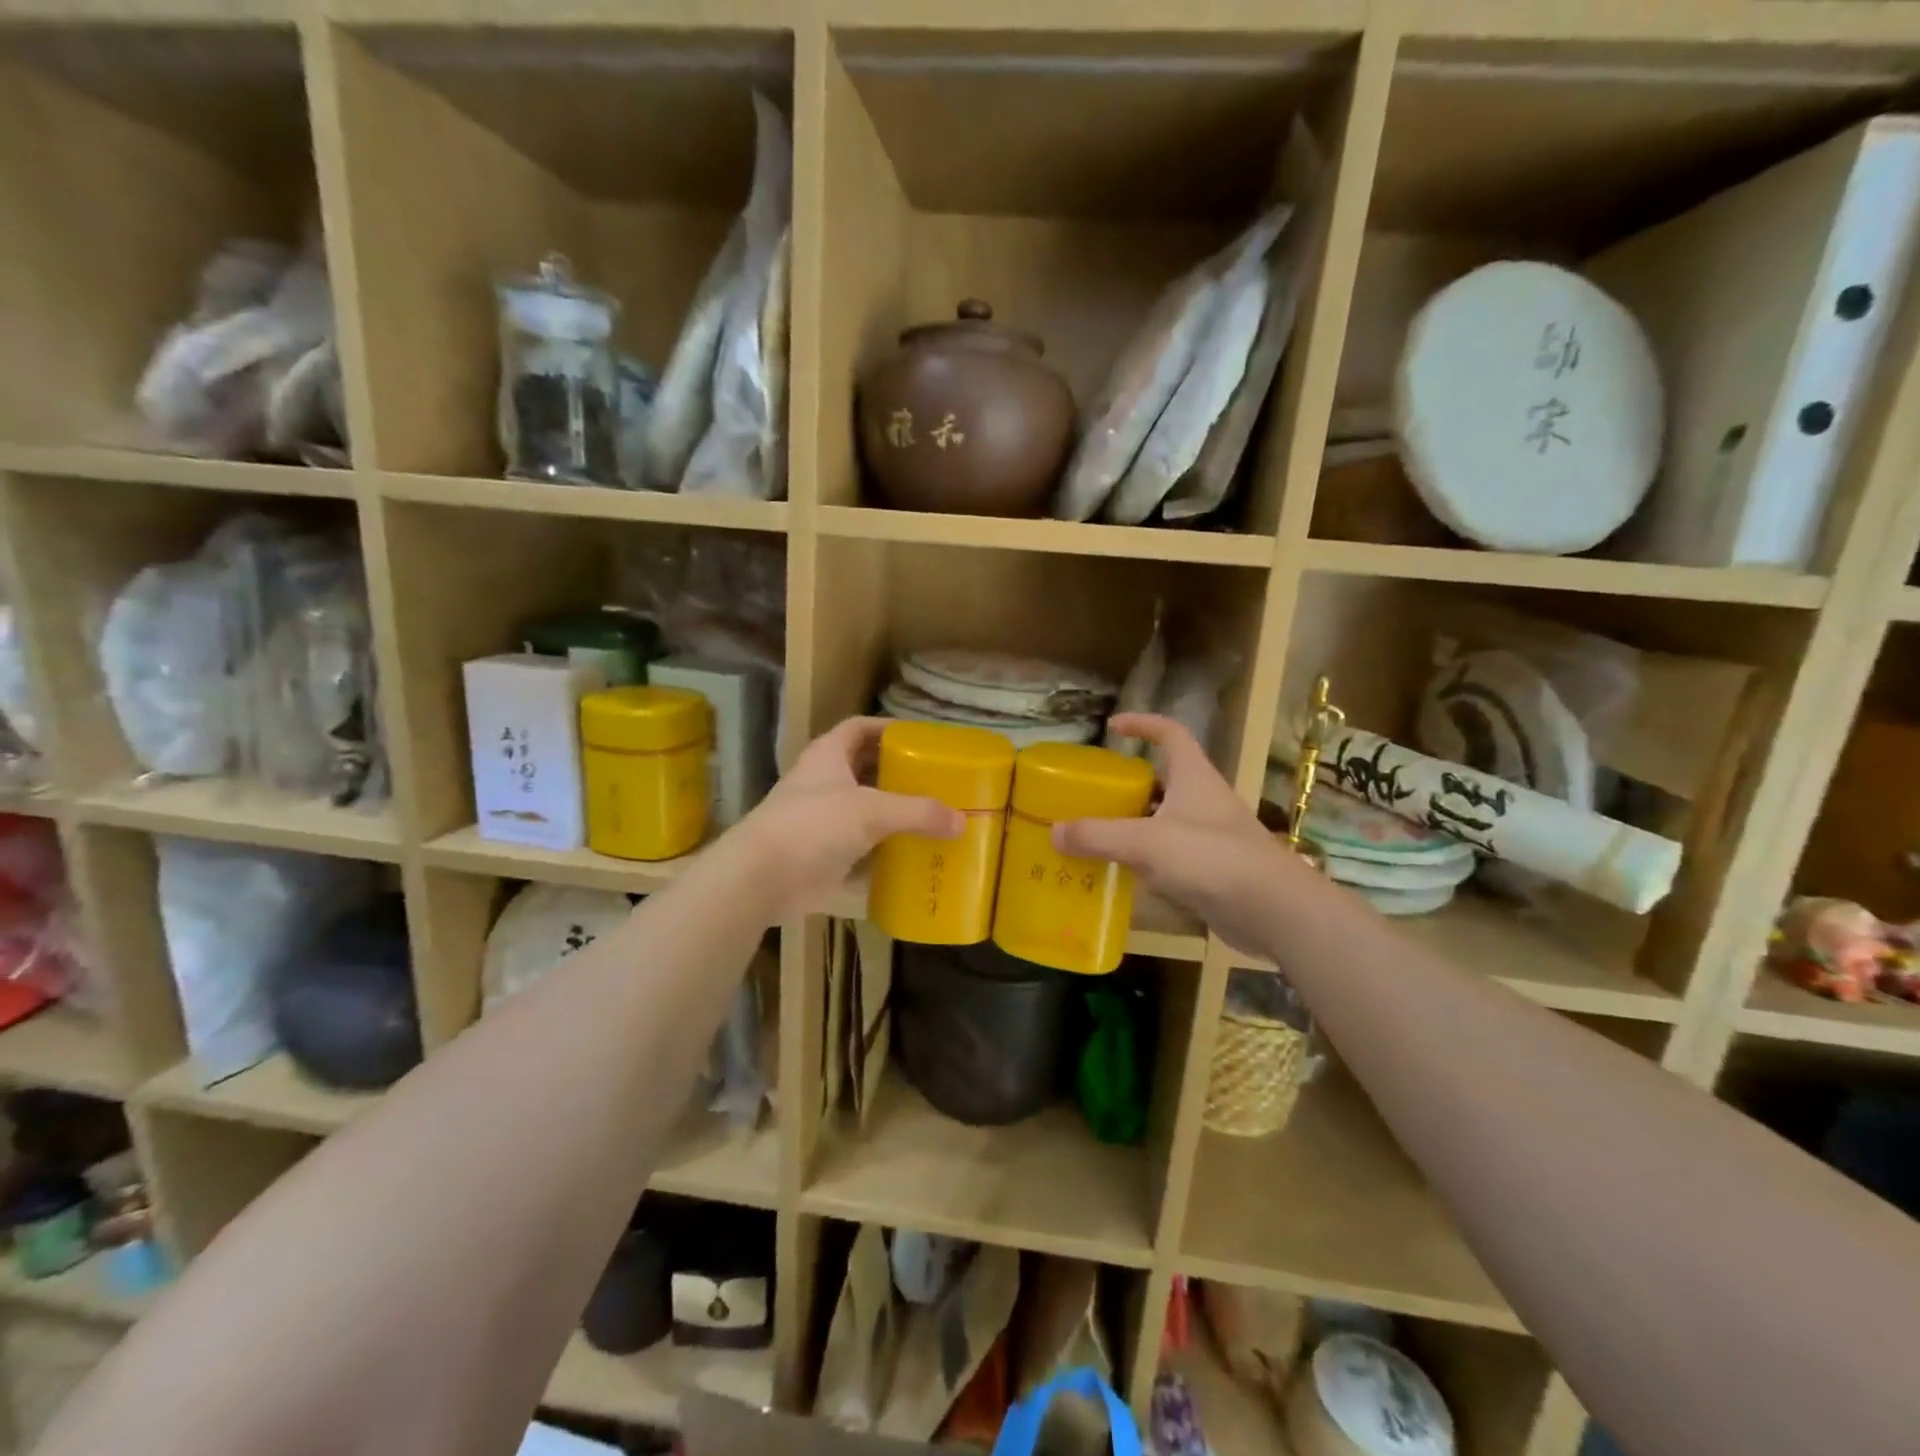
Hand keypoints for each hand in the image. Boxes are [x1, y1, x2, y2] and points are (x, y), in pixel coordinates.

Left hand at [729, 717, 961, 918]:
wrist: (761, 878)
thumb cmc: (814, 825)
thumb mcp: (872, 811)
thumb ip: (918, 812)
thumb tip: (962, 820)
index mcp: (828, 756)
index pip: (859, 728)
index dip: (888, 728)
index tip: (920, 739)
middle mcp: (822, 783)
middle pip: (864, 769)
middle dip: (896, 774)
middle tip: (934, 781)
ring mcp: (819, 820)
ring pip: (862, 810)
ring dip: (891, 814)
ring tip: (930, 818)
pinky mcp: (820, 854)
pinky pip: (859, 847)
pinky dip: (882, 851)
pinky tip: (910, 856)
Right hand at [1052, 713, 1301, 955]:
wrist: (1273, 910)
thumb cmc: (1210, 858)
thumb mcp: (1146, 842)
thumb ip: (1097, 836)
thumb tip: (1053, 831)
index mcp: (1193, 777)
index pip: (1170, 733)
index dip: (1143, 724)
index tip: (1112, 727)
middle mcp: (1203, 800)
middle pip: (1162, 779)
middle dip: (1128, 783)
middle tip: (1093, 794)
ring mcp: (1210, 836)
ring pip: (1164, 820)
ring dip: (1133, 824)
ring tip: (1095, 834)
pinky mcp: (1211, 870)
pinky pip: (1169, 856)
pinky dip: (1145, 860)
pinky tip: (1121, 874)